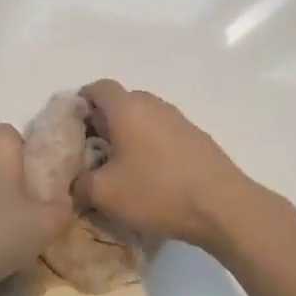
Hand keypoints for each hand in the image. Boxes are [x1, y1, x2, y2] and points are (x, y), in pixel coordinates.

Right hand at [77, 80, 255, 248]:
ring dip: (128, 135)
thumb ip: (80, 185)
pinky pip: (163, 133)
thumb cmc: (157, 191)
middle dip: (103, 122)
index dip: (80, 103)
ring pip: (144, 118)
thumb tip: (74, 185)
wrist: (224, 207)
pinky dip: (150, 146)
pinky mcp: (197, 139)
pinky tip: (150, 177)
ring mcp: (179, 120)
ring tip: (121, 167)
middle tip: (92, 151)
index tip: (71, 128)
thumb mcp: (105, 194)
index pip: (97, 88)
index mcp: (127, 108)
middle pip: (121, 102)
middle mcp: (153, 105)